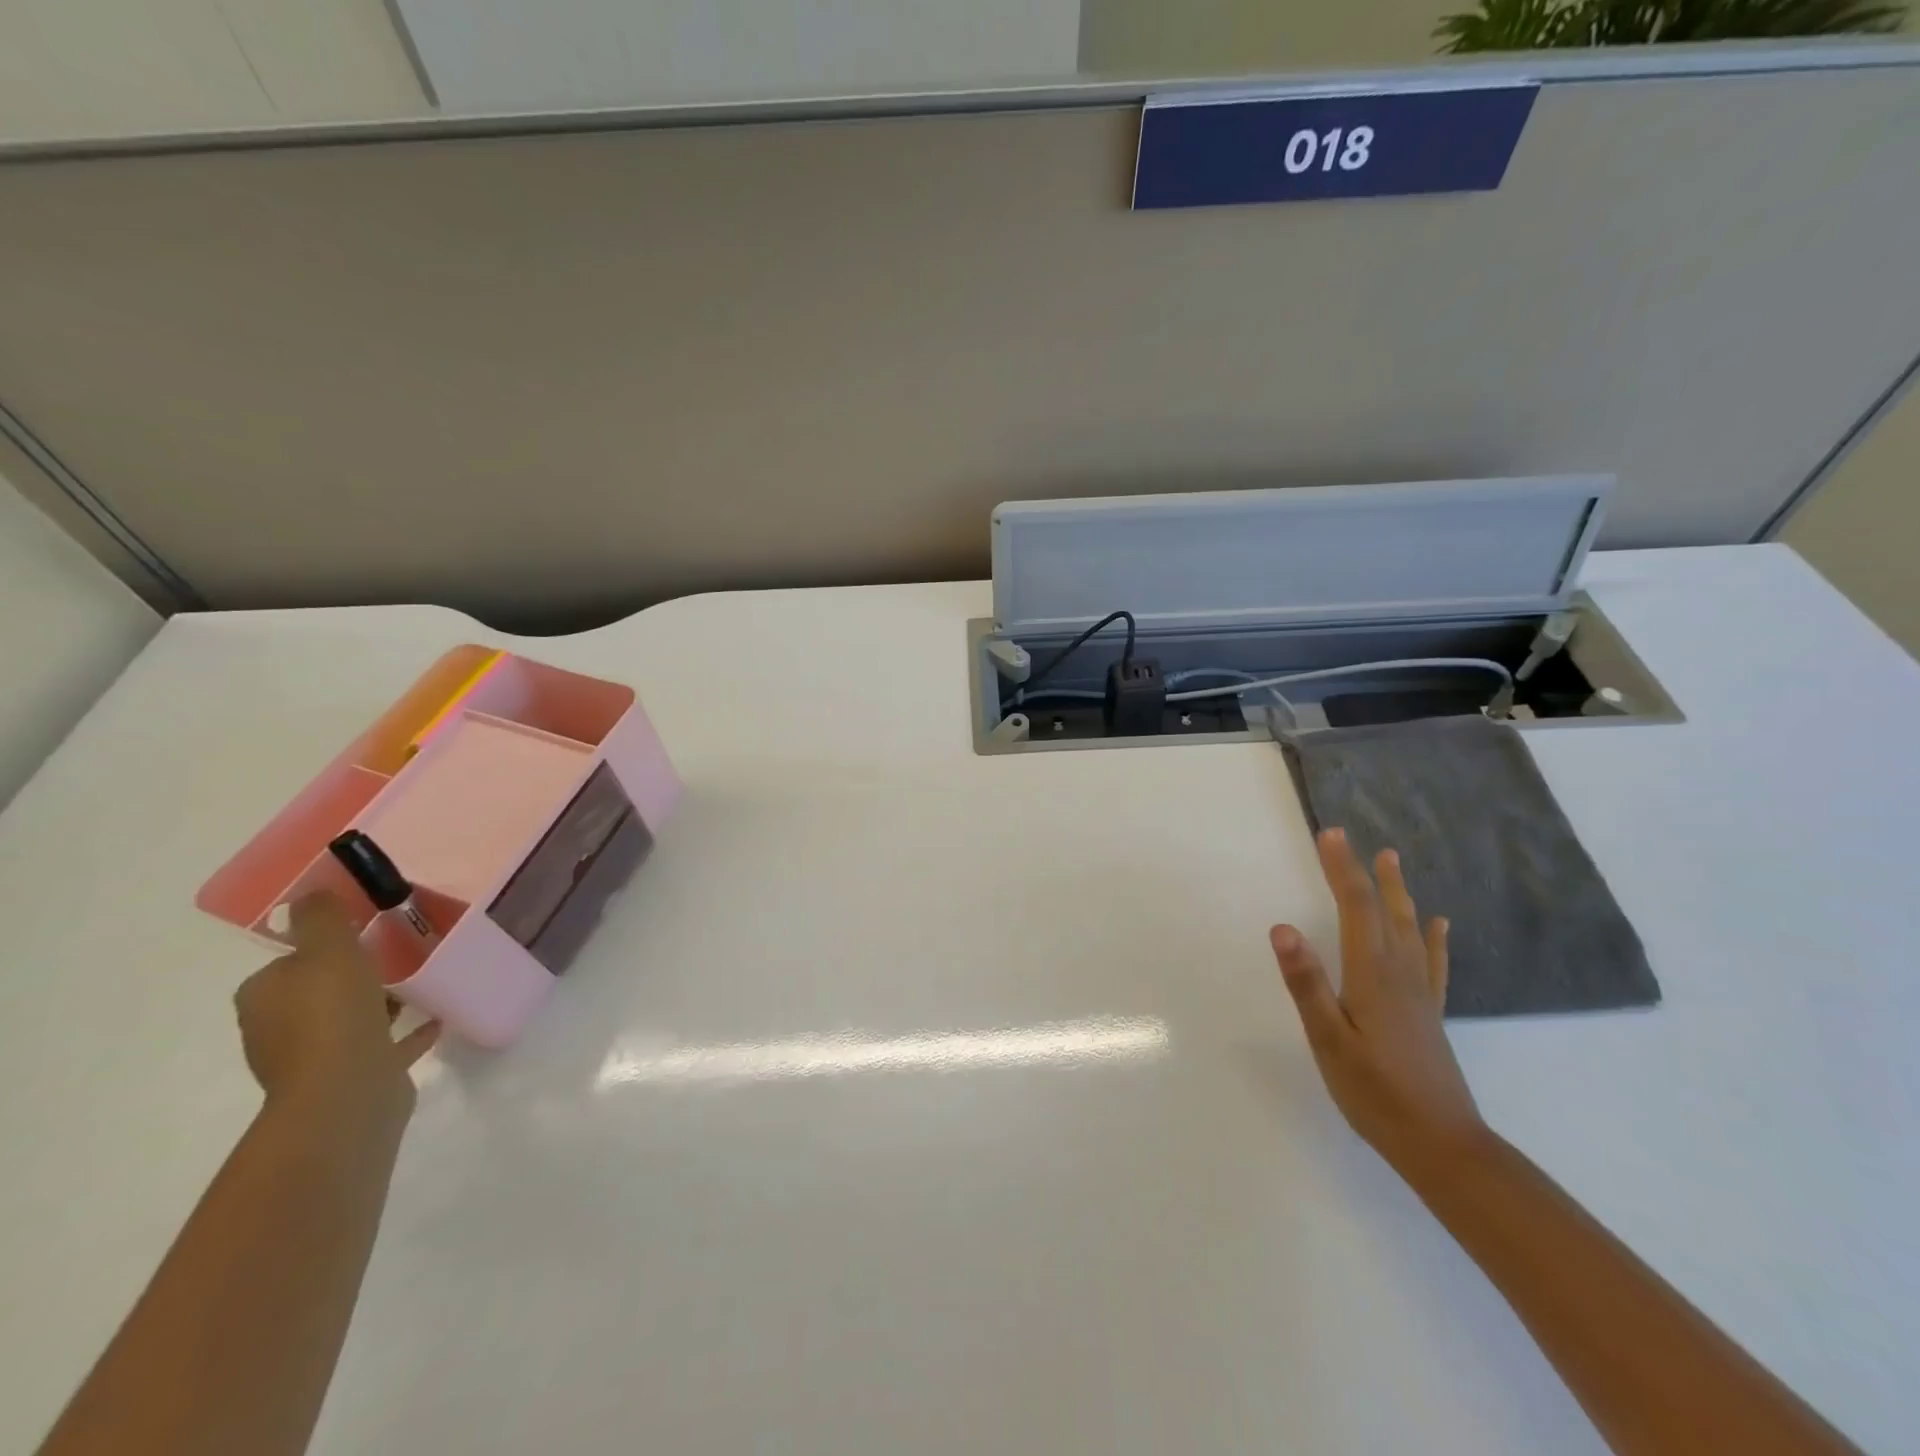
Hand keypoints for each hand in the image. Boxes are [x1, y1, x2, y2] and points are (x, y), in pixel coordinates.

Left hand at [234, 895, 439, 1134]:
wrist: (347, 1092)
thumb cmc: (332, 1014)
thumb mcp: (328, 951)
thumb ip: (321, 919)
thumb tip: (309, 895)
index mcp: (266, 997)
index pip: (289, 963)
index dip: (322, 946)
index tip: (363, 933)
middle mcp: (280, 1028)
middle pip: (318, 991)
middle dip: (352, 974)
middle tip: (397, 953)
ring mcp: (316, 1057)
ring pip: (349, 1018)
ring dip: (378, 1002)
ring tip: (420, 982)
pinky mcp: (353, 1076)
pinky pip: (383, 1045)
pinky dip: (405, 1032)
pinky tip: (435, 1019)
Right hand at [1270, 829, 1486, 1177]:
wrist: (1443, 1145)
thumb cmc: (1375, 1092)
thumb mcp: (1328, 1039)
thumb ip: (1306, 982)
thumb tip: (1282, 927)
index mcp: (1372, 974)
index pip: (1355, 907)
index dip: (1341, 868)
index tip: (1329, 834)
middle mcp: (1399, 973)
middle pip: (1384, 910)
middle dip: (1366, 872)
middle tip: (1352, 839)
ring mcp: (1419, 993)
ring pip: (1409, 929)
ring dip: (1398, 892)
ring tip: (1393, 862)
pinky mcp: (1428, 1013)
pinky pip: (1432, 962)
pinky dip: (1433, 937)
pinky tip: (1439, 926)